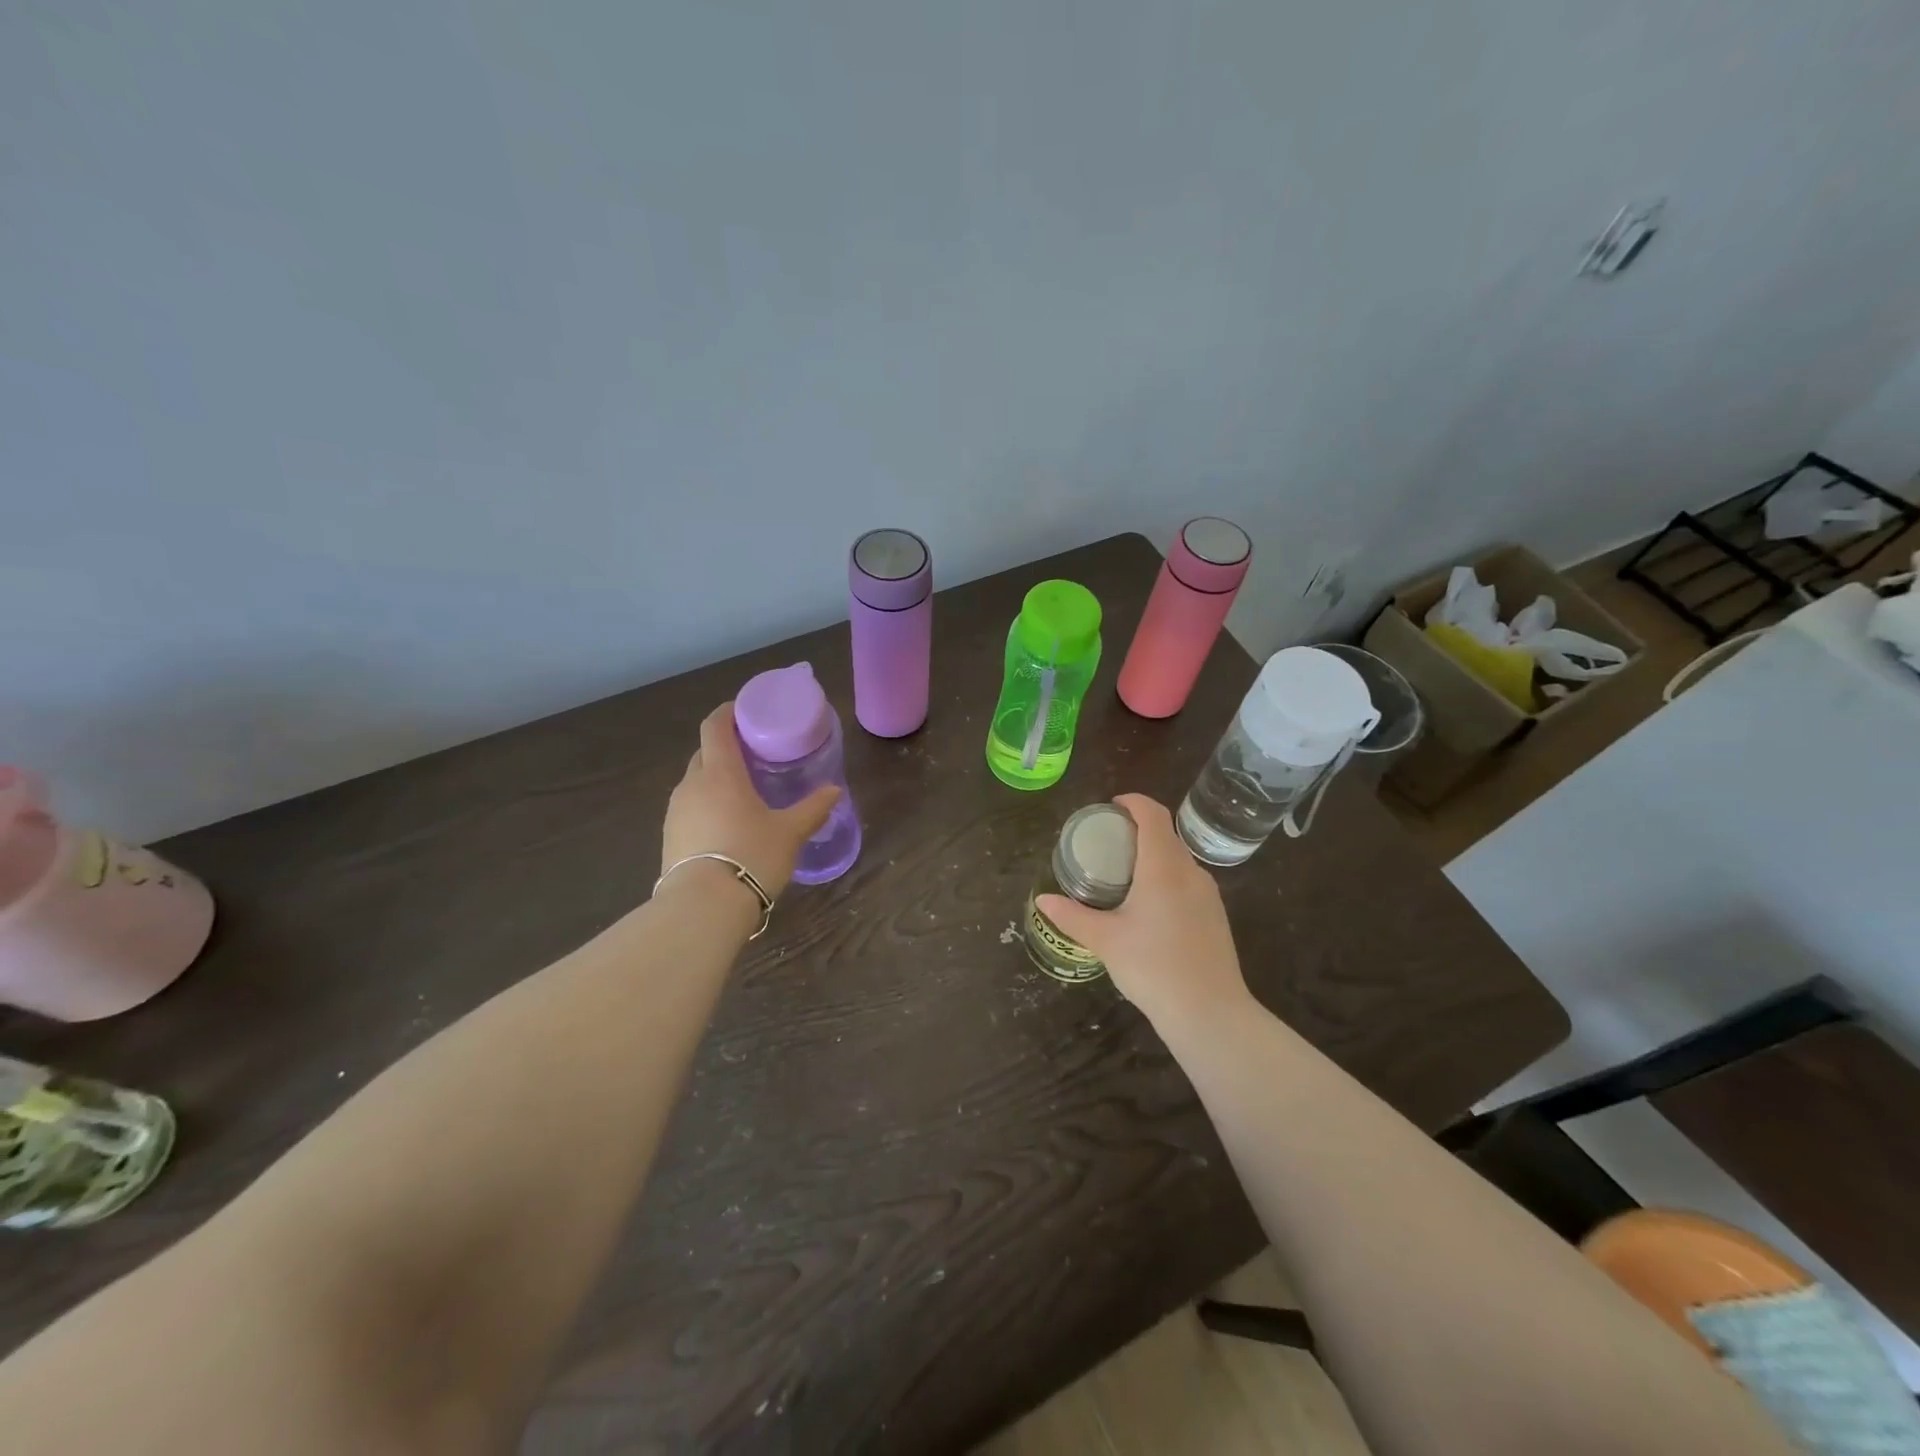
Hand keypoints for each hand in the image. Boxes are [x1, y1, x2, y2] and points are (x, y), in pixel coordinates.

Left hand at [661, 703, 840, 897]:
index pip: (715, 726)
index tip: (745, 711)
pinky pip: (689, 808)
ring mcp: (675, 811)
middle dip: (725, 748)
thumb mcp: (790, 832)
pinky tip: (726, 825)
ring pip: (695, 782)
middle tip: (753, 756)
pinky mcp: (669, 837)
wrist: (703, 907)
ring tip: (742, 792)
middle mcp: (692, 784)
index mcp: (720, 772)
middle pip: (705, 753)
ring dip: (715, 779)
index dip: (727, 712)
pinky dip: (706, 805)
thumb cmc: (751, 855)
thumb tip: (834, 791)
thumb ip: (812, 809)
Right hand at [1036, 793, 1250, 1033]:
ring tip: (1125, 871)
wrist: (1210, 1013)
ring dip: (1154, 853)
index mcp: (1163, 867)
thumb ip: (1072, 916)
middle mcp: (1190, 871)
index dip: (1133, 802)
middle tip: (1108, 840)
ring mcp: (1208, 894)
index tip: (1112, 806)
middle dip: (1139, 828)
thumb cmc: (1153, 967)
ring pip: (1179, 858)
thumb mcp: (1105, 940)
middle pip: (1166, 834)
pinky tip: (1149, 905)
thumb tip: (1042, 900)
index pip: (1153, 815)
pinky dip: (1167, 876)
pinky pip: (1188, 880)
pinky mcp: (1215, 915)